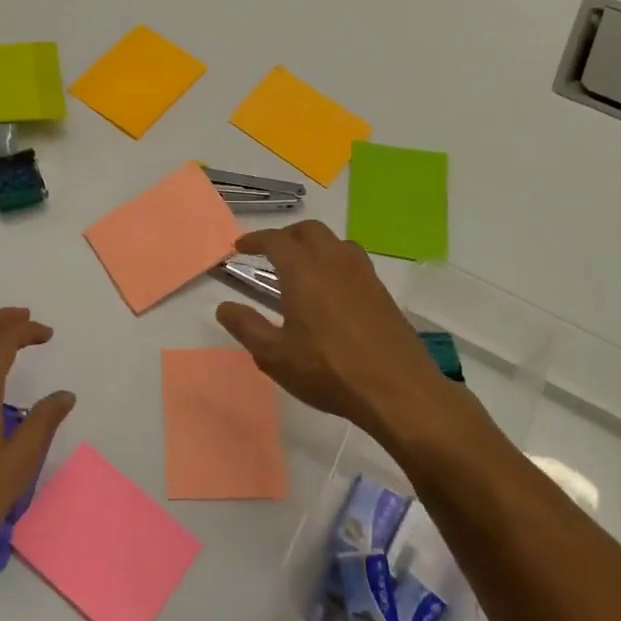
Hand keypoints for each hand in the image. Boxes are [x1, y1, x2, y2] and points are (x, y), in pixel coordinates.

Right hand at [215, 222, 453, 445]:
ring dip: (314, 245)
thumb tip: (224, 307)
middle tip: (269, 252)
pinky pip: (353, 261)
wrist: (397, 390)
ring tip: (301, 267)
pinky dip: (334, 262)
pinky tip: (330, 291)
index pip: (275, 240)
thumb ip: (246, 327)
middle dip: (286, 236)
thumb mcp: (274, 355)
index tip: (240, 246)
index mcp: (303, 271)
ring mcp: (363, 275)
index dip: (255, 239)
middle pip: (309, 231)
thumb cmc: (328, 370)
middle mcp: (334, 262)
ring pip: (335, 242)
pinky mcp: (381, 292)